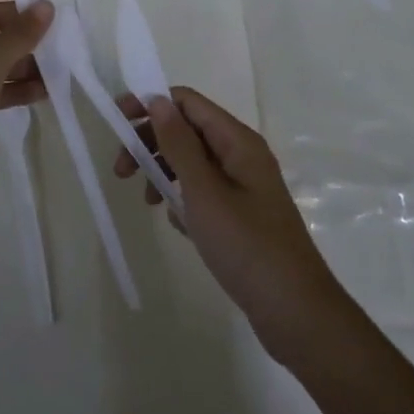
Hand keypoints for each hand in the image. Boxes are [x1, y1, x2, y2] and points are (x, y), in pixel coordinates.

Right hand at [114, 87, 344, 361]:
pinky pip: (203, 191)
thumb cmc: (246, 246)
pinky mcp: (242, 214)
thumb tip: (157, 100)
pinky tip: (176, 223)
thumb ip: (178, 144)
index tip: (117, 123)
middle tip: (121, 171)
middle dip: (151, 142)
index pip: (187, 102)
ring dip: (163, 171)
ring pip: (193, 161)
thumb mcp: (204, 191)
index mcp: (237, 141)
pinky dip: (183, 198)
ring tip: (146, 201)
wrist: (296, 313)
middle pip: (187, 129)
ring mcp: (244, 186)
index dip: (150, 104)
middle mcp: (241, 155)